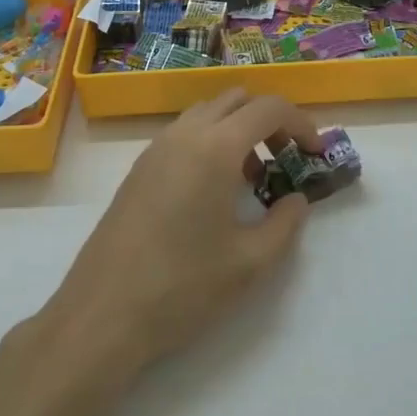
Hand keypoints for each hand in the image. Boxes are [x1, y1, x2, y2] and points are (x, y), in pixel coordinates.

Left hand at [41, 90, 321, 381]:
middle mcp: (185, 134)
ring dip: (237, 129)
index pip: (269, 108)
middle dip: (268, 120)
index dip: (300, 123)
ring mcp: (156, 148)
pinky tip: (213, 192)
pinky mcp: (138, 168)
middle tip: (285, 160)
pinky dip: (210, 142)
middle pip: (237, 99)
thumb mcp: (249, 263)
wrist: (101, 316)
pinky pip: (184, 133)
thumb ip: (285, 224)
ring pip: (208, 113)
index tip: (315, 153)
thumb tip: (296, 200)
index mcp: (215, 147)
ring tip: (250, 179)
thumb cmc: (182, 287)